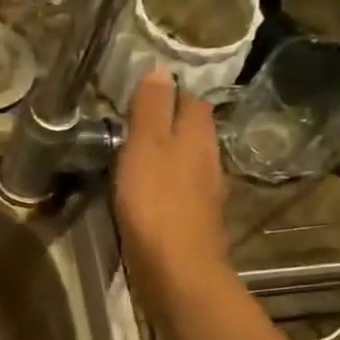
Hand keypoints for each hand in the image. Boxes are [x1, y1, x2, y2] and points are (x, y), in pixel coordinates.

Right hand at [114, 70, 230, 305]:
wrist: (176, 269)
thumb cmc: (157, 202)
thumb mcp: (146, 147)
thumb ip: (152, 109)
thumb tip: (160, 70)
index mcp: (198, 138)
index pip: (191, 101)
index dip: (170, 92)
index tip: (141, 91)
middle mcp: (207, 160)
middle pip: (192, 130)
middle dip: (169, 120)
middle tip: (132, 119)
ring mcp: (202, 193)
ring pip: (186, 159)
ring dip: (165, 152)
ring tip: (133, 151)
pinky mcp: (190, 219)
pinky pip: (178, 188)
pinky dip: (163, 180)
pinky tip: (143, 189)